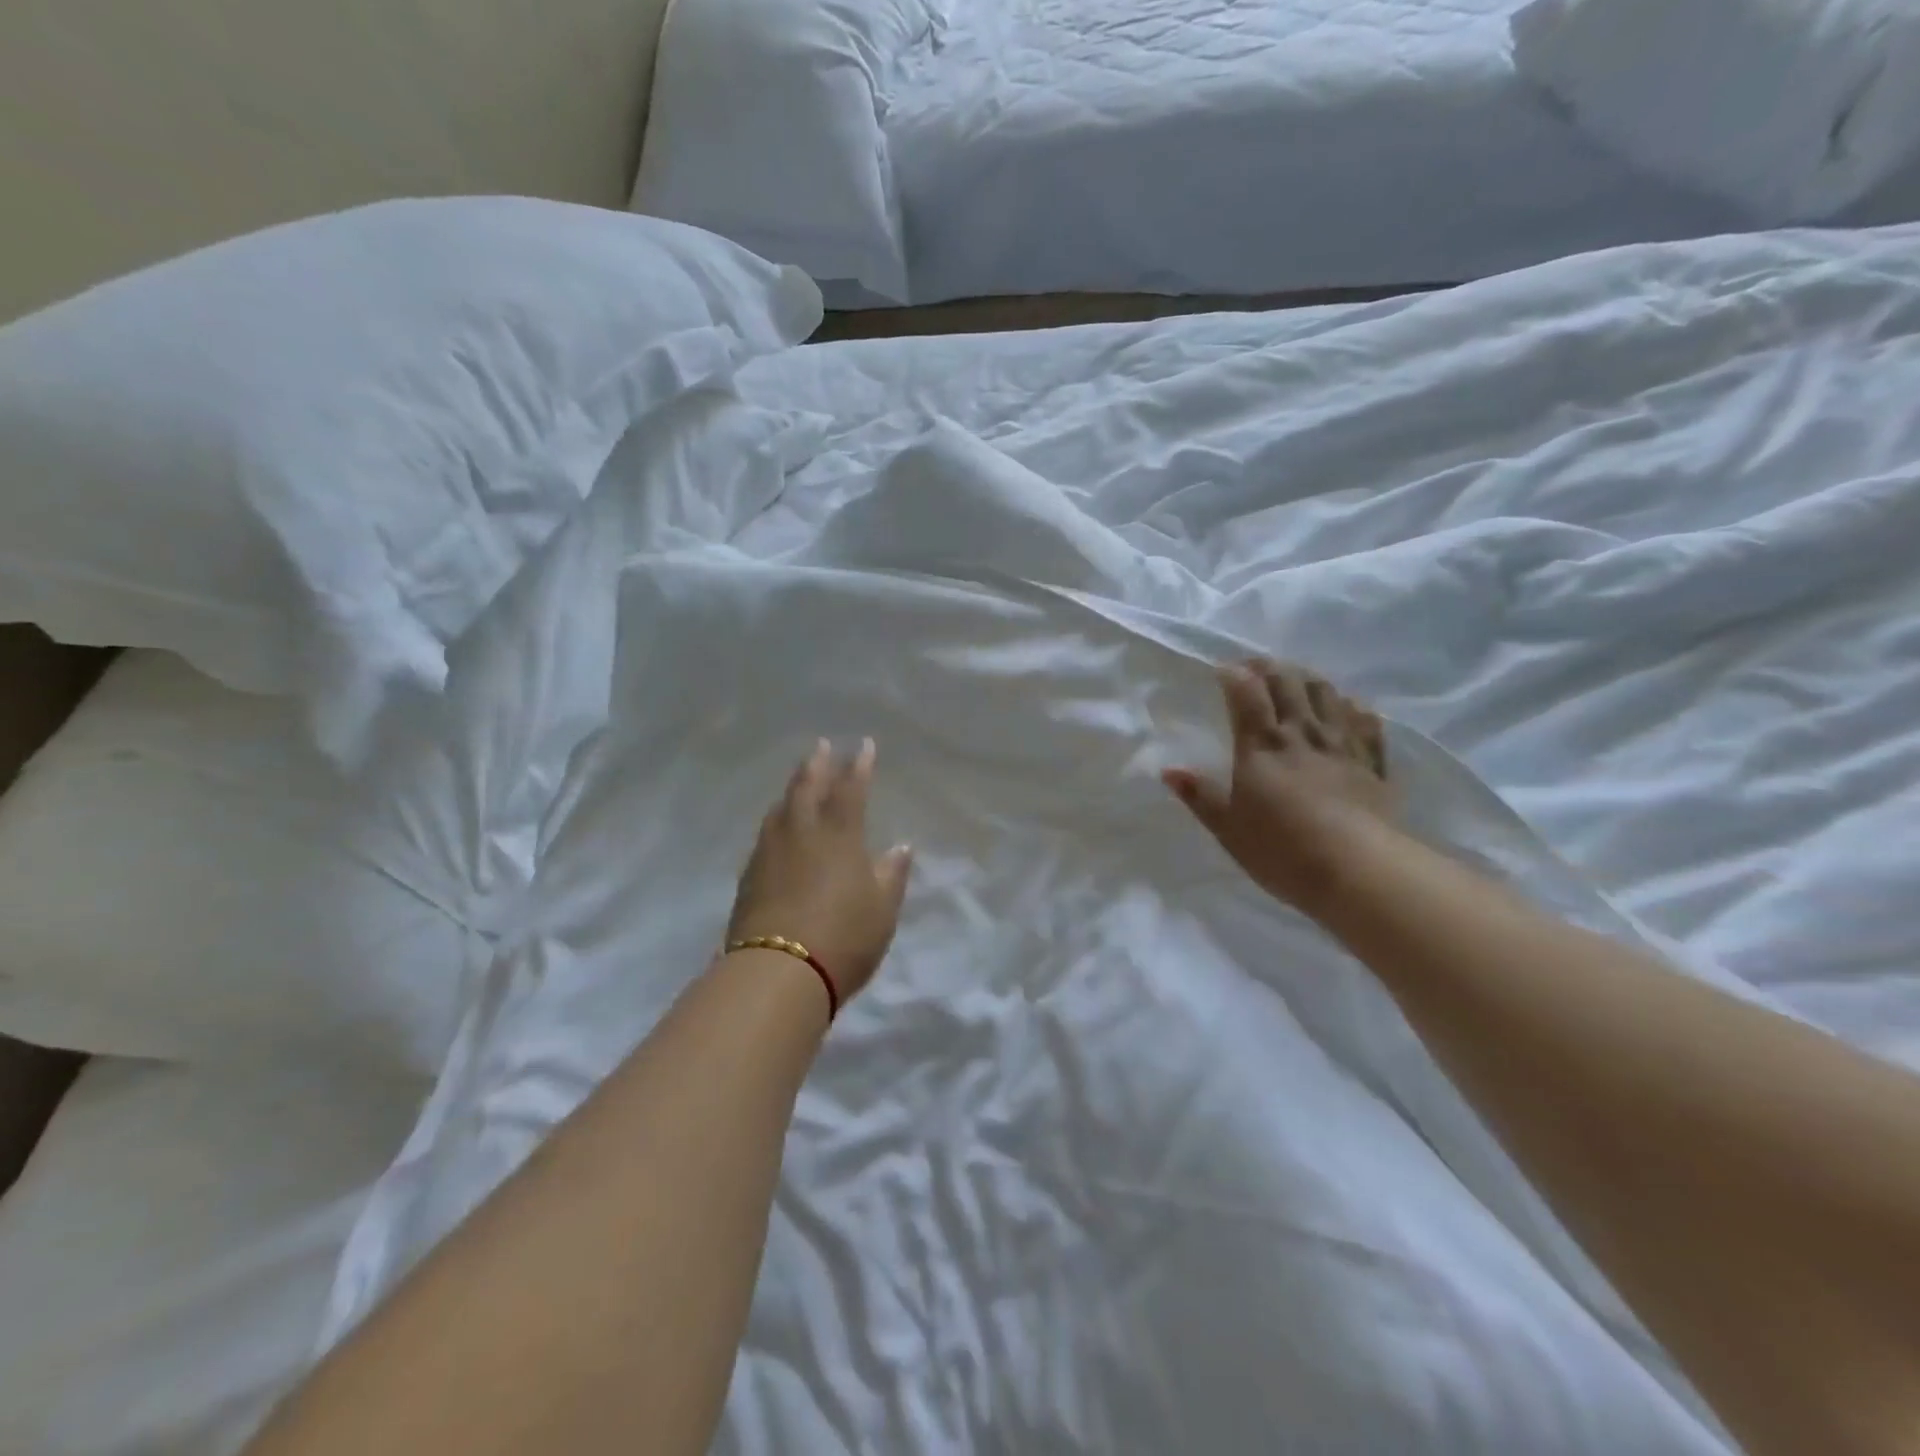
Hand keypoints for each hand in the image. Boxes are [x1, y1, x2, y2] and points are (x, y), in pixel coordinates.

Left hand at [728, 738, 913, 1005]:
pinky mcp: (750, 875)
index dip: (859, 766)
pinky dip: (776, 820)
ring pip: (781, 809)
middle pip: (807, 788)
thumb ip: (891, 874)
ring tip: (799, 780)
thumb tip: (901, 847)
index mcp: (840, 836)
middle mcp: (802, 833)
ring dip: (792, 789)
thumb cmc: (843, 937)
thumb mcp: (882, 909)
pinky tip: (777, 826)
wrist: (778, 973)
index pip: (851, 790)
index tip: (864, 746)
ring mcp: (771, 853)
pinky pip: (766, 834)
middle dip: (817, 765)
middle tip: (821, 745)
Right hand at [1164, 659, 1396, 914]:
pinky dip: (1352, 707)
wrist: (1358, 870)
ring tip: (1295, 681)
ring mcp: (1342, 744)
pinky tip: (1346, 708)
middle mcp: (1303, 733)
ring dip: (1308, 679)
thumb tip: (1169, 771)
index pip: (1247, 693)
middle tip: (1254, 668)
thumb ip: (1200, 796)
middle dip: (1269, 667)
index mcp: (1262, 745)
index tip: (1221, 669)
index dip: (1233, 674)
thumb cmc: (1281, 850)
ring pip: (1327, 693)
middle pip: (1288, 682)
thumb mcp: (1228, 828)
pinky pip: (1365, 721)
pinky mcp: (1372, 763)